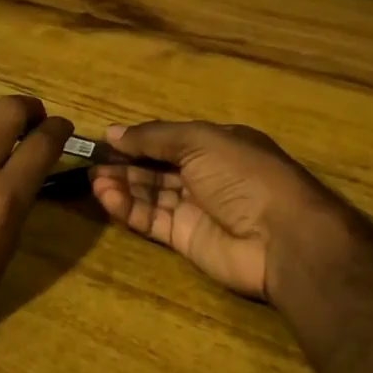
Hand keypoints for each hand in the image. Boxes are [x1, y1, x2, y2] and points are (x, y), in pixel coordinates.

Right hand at [88, 121, 370, 304]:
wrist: (281, 237)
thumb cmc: (243, 175)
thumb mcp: (200, 141)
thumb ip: (154, 137)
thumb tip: (112, 132)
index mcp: (216, 145)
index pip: (169, 140)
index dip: (138, 140)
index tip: (105, 141)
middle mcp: (206, 175)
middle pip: (157, 167)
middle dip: (125, 164)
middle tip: (90, 163)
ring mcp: (196, 208)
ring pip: (151, 194)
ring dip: (123, 186)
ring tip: (93, 181)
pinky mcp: (187, 239)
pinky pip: (152, 220)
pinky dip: (129, 209)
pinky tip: (106, 198)